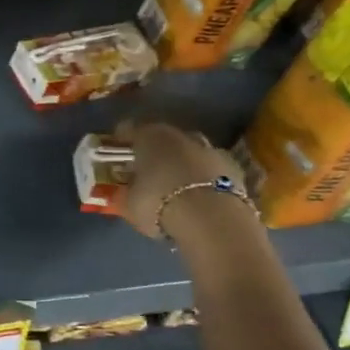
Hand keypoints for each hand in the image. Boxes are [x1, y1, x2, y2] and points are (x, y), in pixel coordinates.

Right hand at [119, 121, 260, 249]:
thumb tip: (123, 188)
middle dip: (154, 151)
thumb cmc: (159, 204)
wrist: (212, 220)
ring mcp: (211, 150)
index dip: (121, 139)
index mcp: (150, 136)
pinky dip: (202, 179)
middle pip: (164, 138)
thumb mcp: (129, 202)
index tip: (115, 151)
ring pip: (189, 152)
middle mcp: (181, 136)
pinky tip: (196, 196)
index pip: (130, 129)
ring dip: (181, 164)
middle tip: (145, 169)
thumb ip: (125, 191)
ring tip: (173, 185)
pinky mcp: (234, 170)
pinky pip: (209, 170)